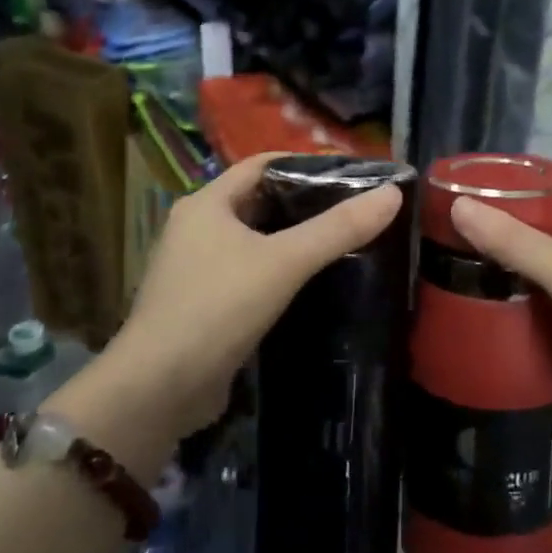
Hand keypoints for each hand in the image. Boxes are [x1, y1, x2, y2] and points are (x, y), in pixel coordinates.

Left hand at [103, 153, 402, 435]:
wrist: (158, 388)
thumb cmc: (218, 308)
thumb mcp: (284, 262)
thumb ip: (338, 229)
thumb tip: (393, 193)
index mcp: (206, 203)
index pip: (261, 165)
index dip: (305, 164)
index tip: (350, 175)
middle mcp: (195, 228)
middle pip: (259, 202)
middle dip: (304, 203)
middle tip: (354, 210)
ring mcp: (195, 269)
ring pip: (253, 241)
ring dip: (291, 240)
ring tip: (341, 244)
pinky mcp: (201, 305)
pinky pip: (247, 274)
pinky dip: (277, 273)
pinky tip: (309, 286)